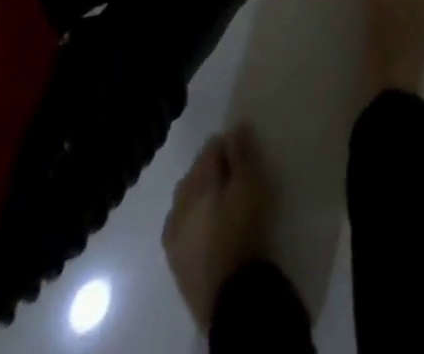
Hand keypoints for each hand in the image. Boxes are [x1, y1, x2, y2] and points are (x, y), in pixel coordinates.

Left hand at [163, 125, 270, 328]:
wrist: (229, 295)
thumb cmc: (243, 230)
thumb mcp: (250, 185)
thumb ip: (242, 154)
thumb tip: (236, 126)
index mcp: (196, 182)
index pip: (211, 148)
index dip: (229, 143)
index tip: (245, 147)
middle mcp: (179, 203)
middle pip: (196, 172)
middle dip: (212, 167)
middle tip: (237, 171)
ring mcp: (173, 233)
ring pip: (187, 199)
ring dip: (202, 192)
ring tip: (224, 197)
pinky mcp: (175, 258)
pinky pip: (183, 225)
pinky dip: (195, 217)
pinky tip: (209, 224)